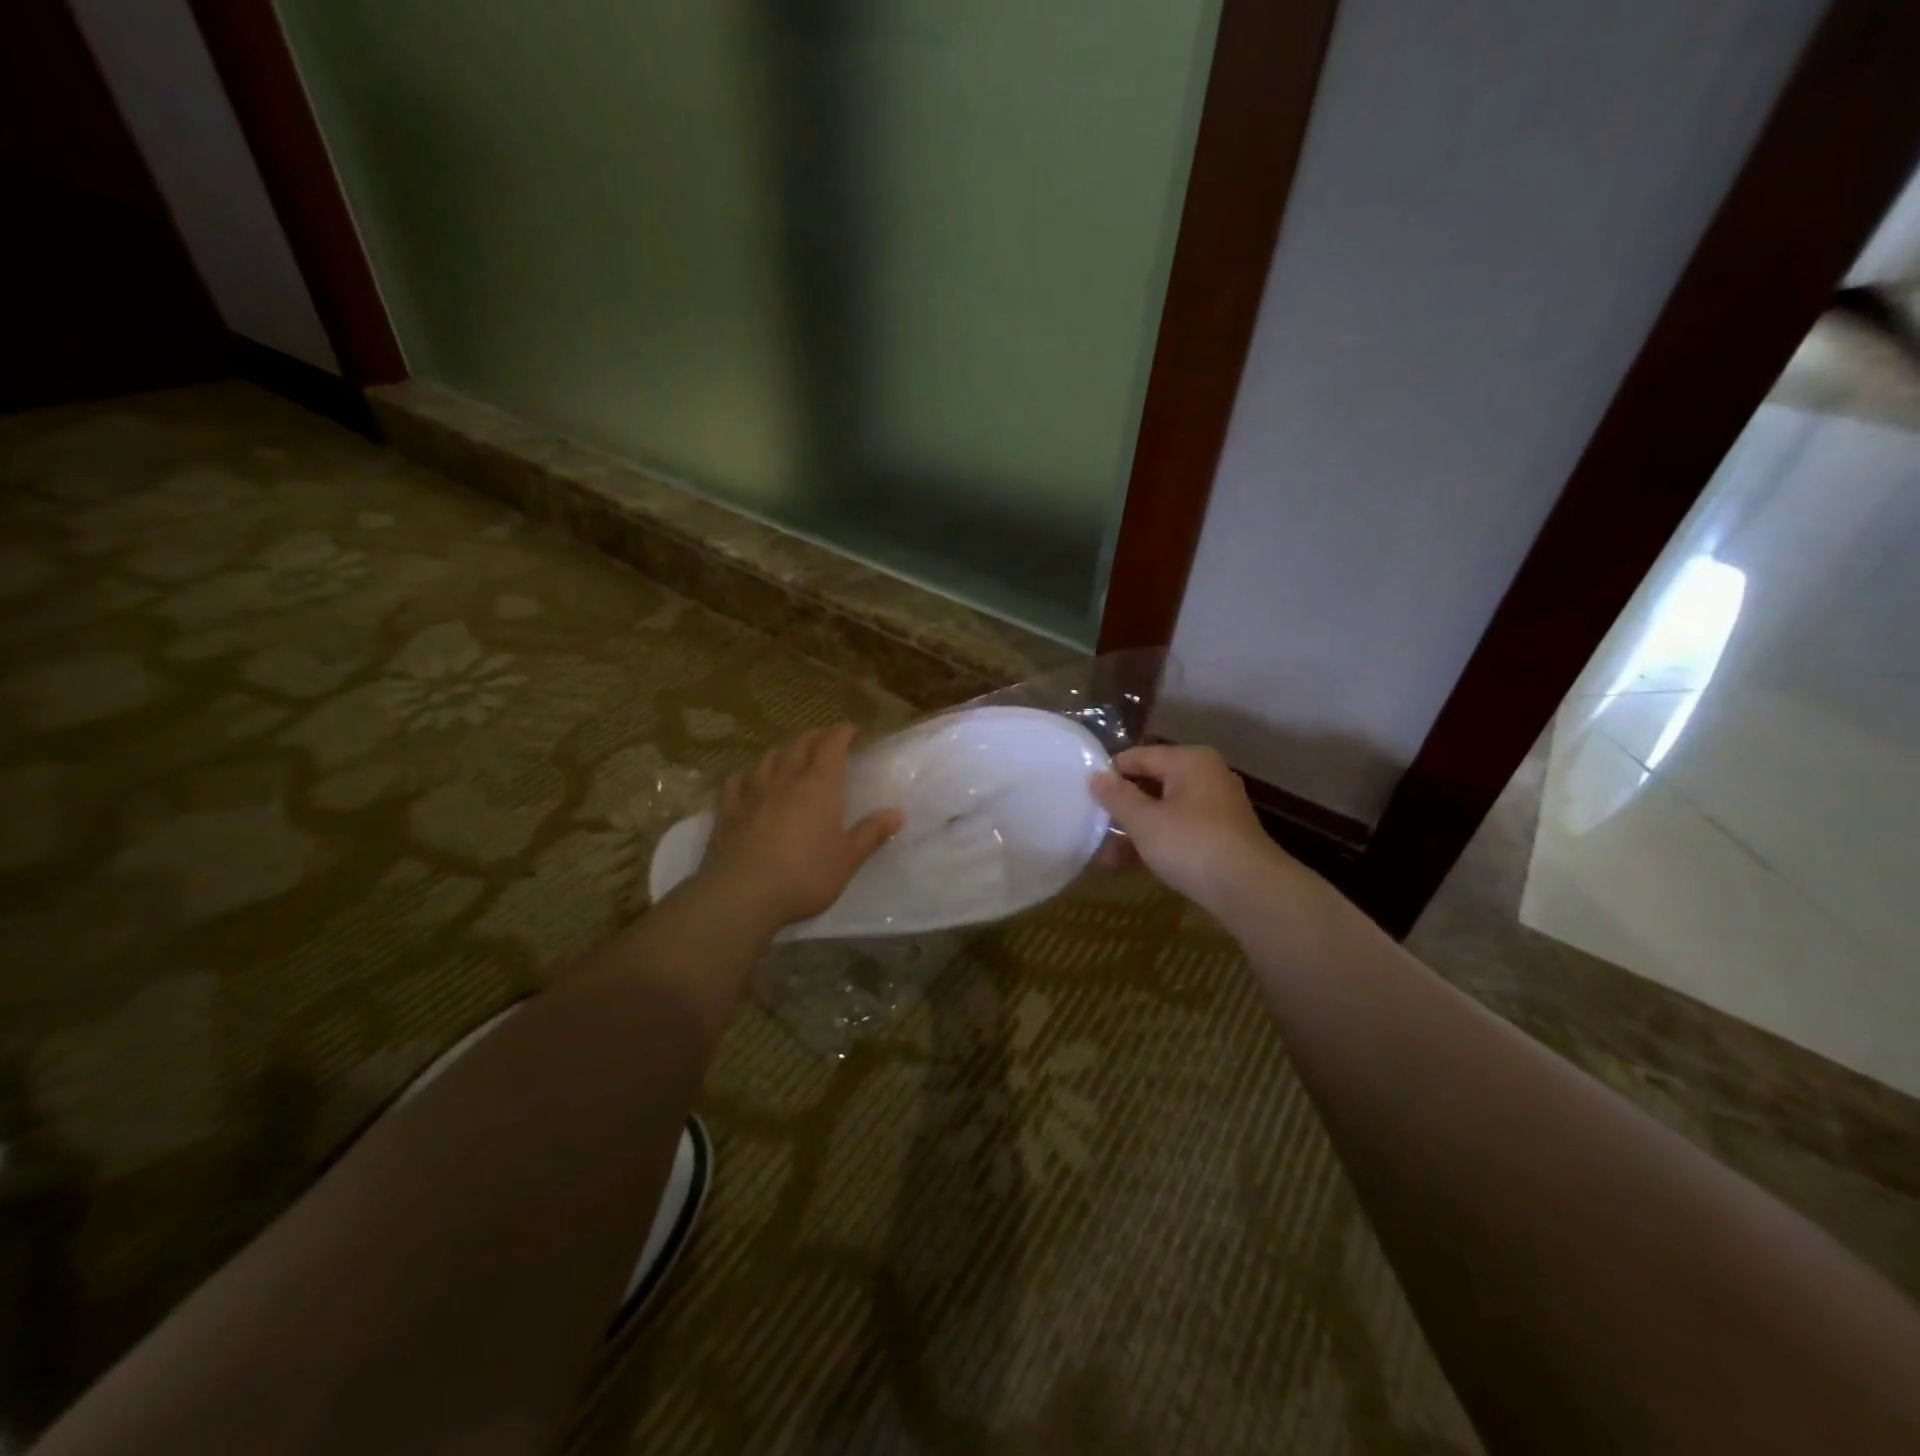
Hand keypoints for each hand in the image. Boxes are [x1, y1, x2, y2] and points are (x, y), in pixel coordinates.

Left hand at [695, 723, 902, 930]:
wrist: (742, 894)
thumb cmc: (805, 875)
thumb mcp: (847, 859)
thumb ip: (871, 834)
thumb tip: (897, 813)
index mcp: (820, 785)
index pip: (832, 744)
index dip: (843, 732)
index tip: (853, 730)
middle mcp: (786, 779)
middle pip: (801, 744)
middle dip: (816, 737)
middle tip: (827, 741)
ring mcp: (752, 792)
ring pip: (769, 758)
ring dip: (784, 752)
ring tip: (791, 757)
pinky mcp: (727, 810)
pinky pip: (736, 780)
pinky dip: (747, 774)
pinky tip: (748, 780)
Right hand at [1091, 745, 1291, 912]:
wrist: (1250, 891)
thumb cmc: (1192, 844)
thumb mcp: (1145, 820)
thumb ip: (1117, 797)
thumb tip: (1095, 776)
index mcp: (1190, 761)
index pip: (1138, 756)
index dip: (1109, 774)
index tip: (1083, 794)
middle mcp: (1205, 777)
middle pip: (1151, 784)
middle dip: (1120, 807)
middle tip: (1089, 823)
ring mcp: (1215, 809)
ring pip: (1163, 812)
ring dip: (1132, 831)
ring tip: (1101, 854)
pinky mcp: (1219, 838)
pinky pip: (1177, 832)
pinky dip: (1153, 844)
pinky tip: (1124, 865)